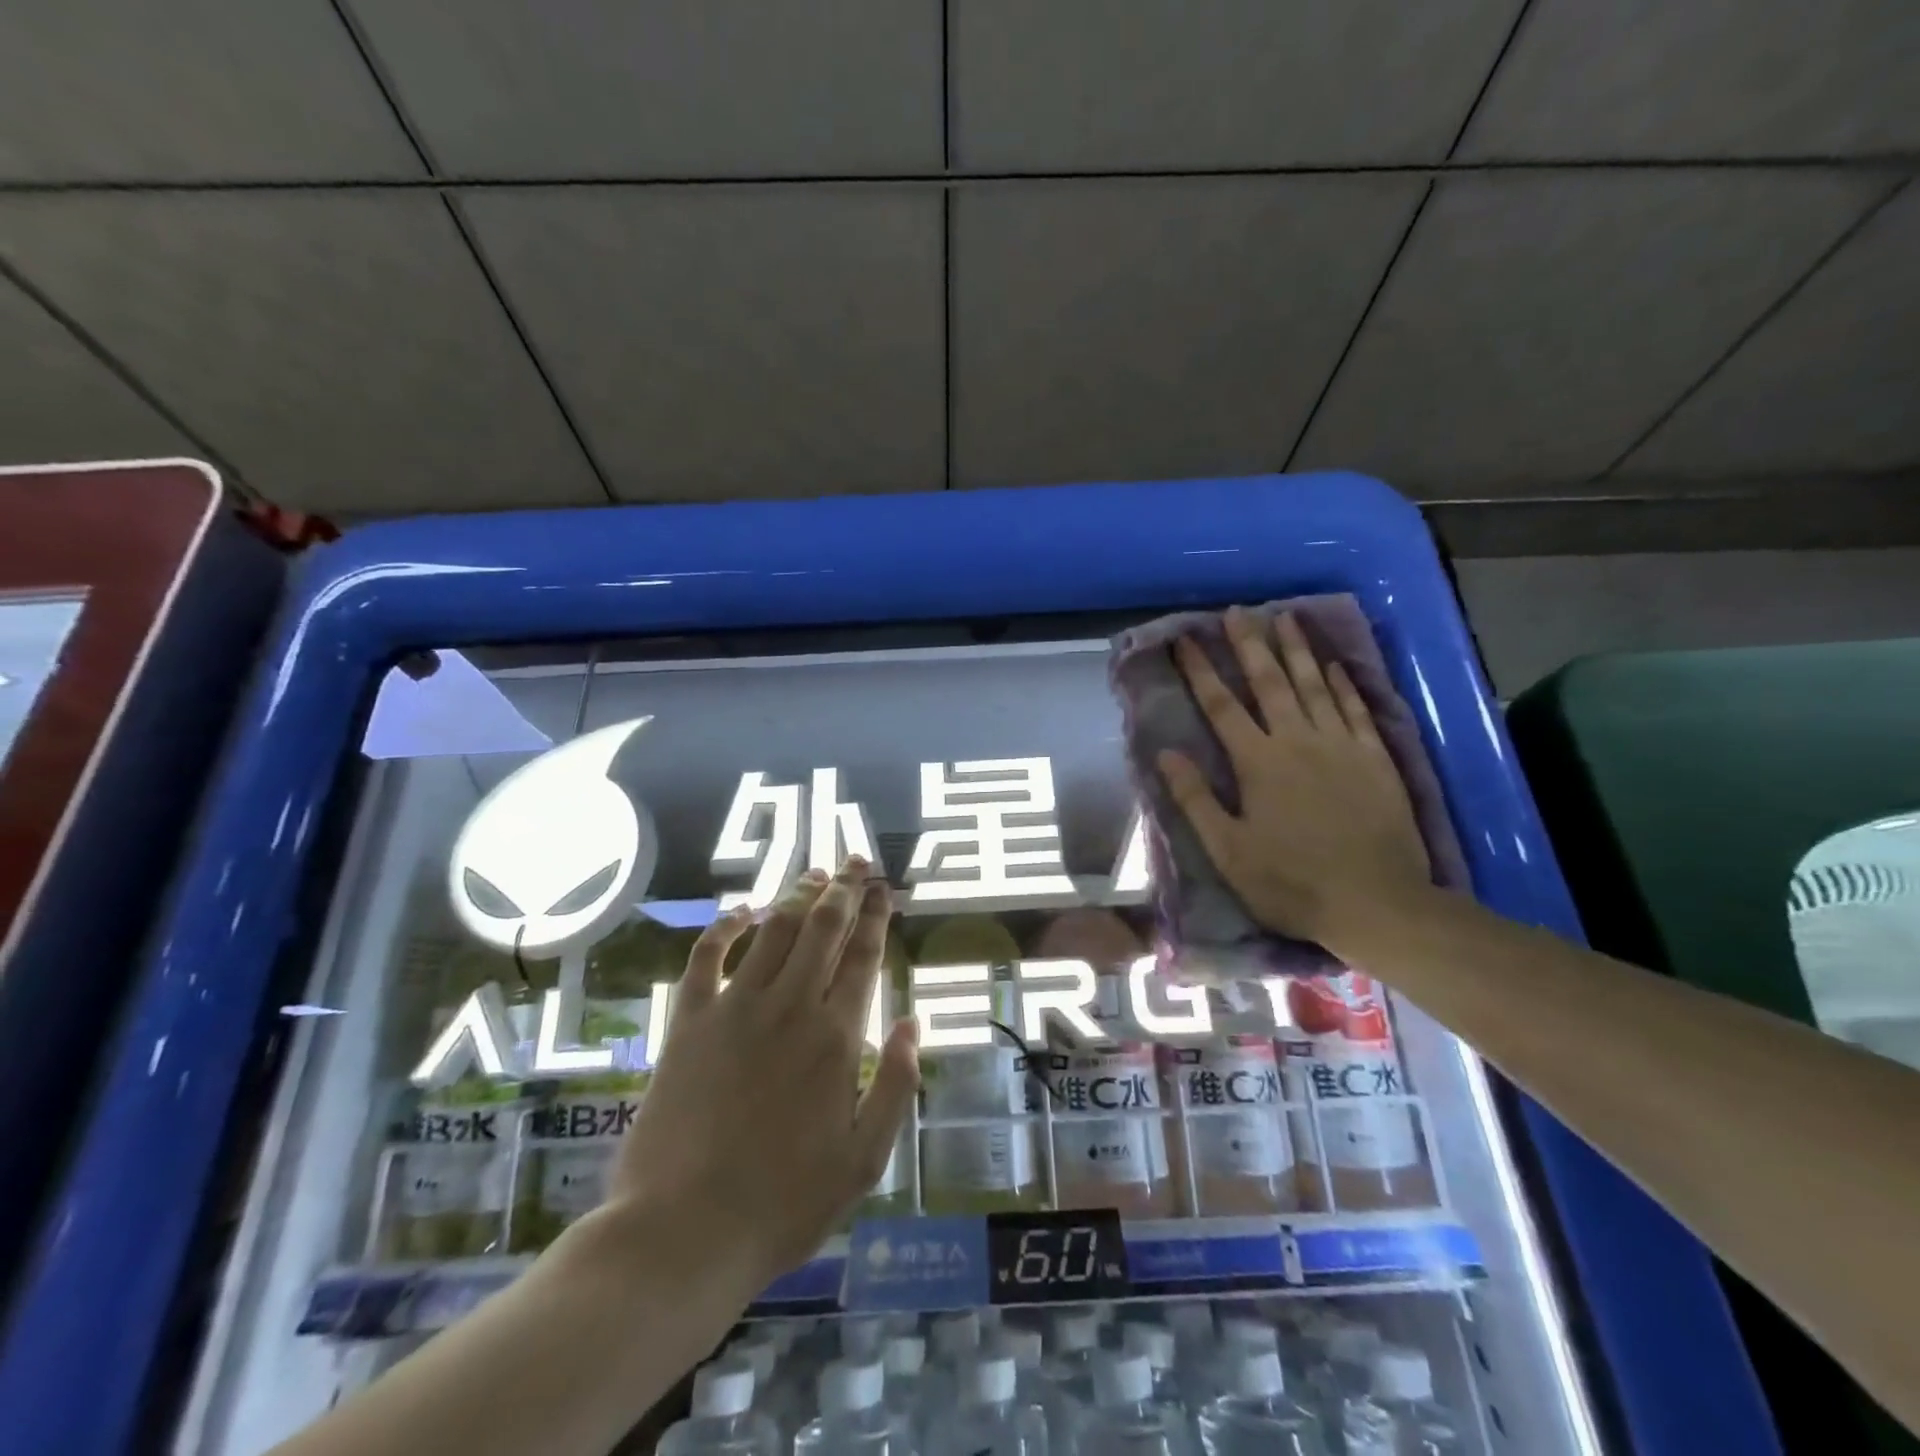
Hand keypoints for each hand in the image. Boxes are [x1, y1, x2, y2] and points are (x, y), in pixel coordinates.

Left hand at [604, 857, 918, 1284]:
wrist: (683, 1234)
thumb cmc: (785, 1203)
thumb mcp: (865, 1158)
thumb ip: (897, 1084)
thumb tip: (914, 1022)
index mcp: (836, 1036)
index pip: (862, 955)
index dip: (876, 915)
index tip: (883, 889)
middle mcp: (790, 1006)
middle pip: (822, 927)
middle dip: (843, 889)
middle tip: (856, 863)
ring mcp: (735, 1008)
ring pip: (774, 930)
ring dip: (797, 895)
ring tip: (815, 875)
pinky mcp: (688, 1021)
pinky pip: (707, 956)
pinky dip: (725, 926)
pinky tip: (740, 911)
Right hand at [1156, 607, 1430, 952]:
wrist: (1376, 902)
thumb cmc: (1290, 881)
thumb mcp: (1227, 849)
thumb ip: (1195, 798)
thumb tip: (1166, 753)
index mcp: (1257, 762)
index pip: (1221, 705)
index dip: (1201, 670)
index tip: (1185, 640)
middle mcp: (1298, 741)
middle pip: (1270, 682)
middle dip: (1250, 644)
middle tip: (1238, 611)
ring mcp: (1341, 746)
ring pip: (1315, 685)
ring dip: (1297, 650)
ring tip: (1286, 617)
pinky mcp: (1376, 758)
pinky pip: (1356, 709)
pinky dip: (1343, 683)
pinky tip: (1334, 664)